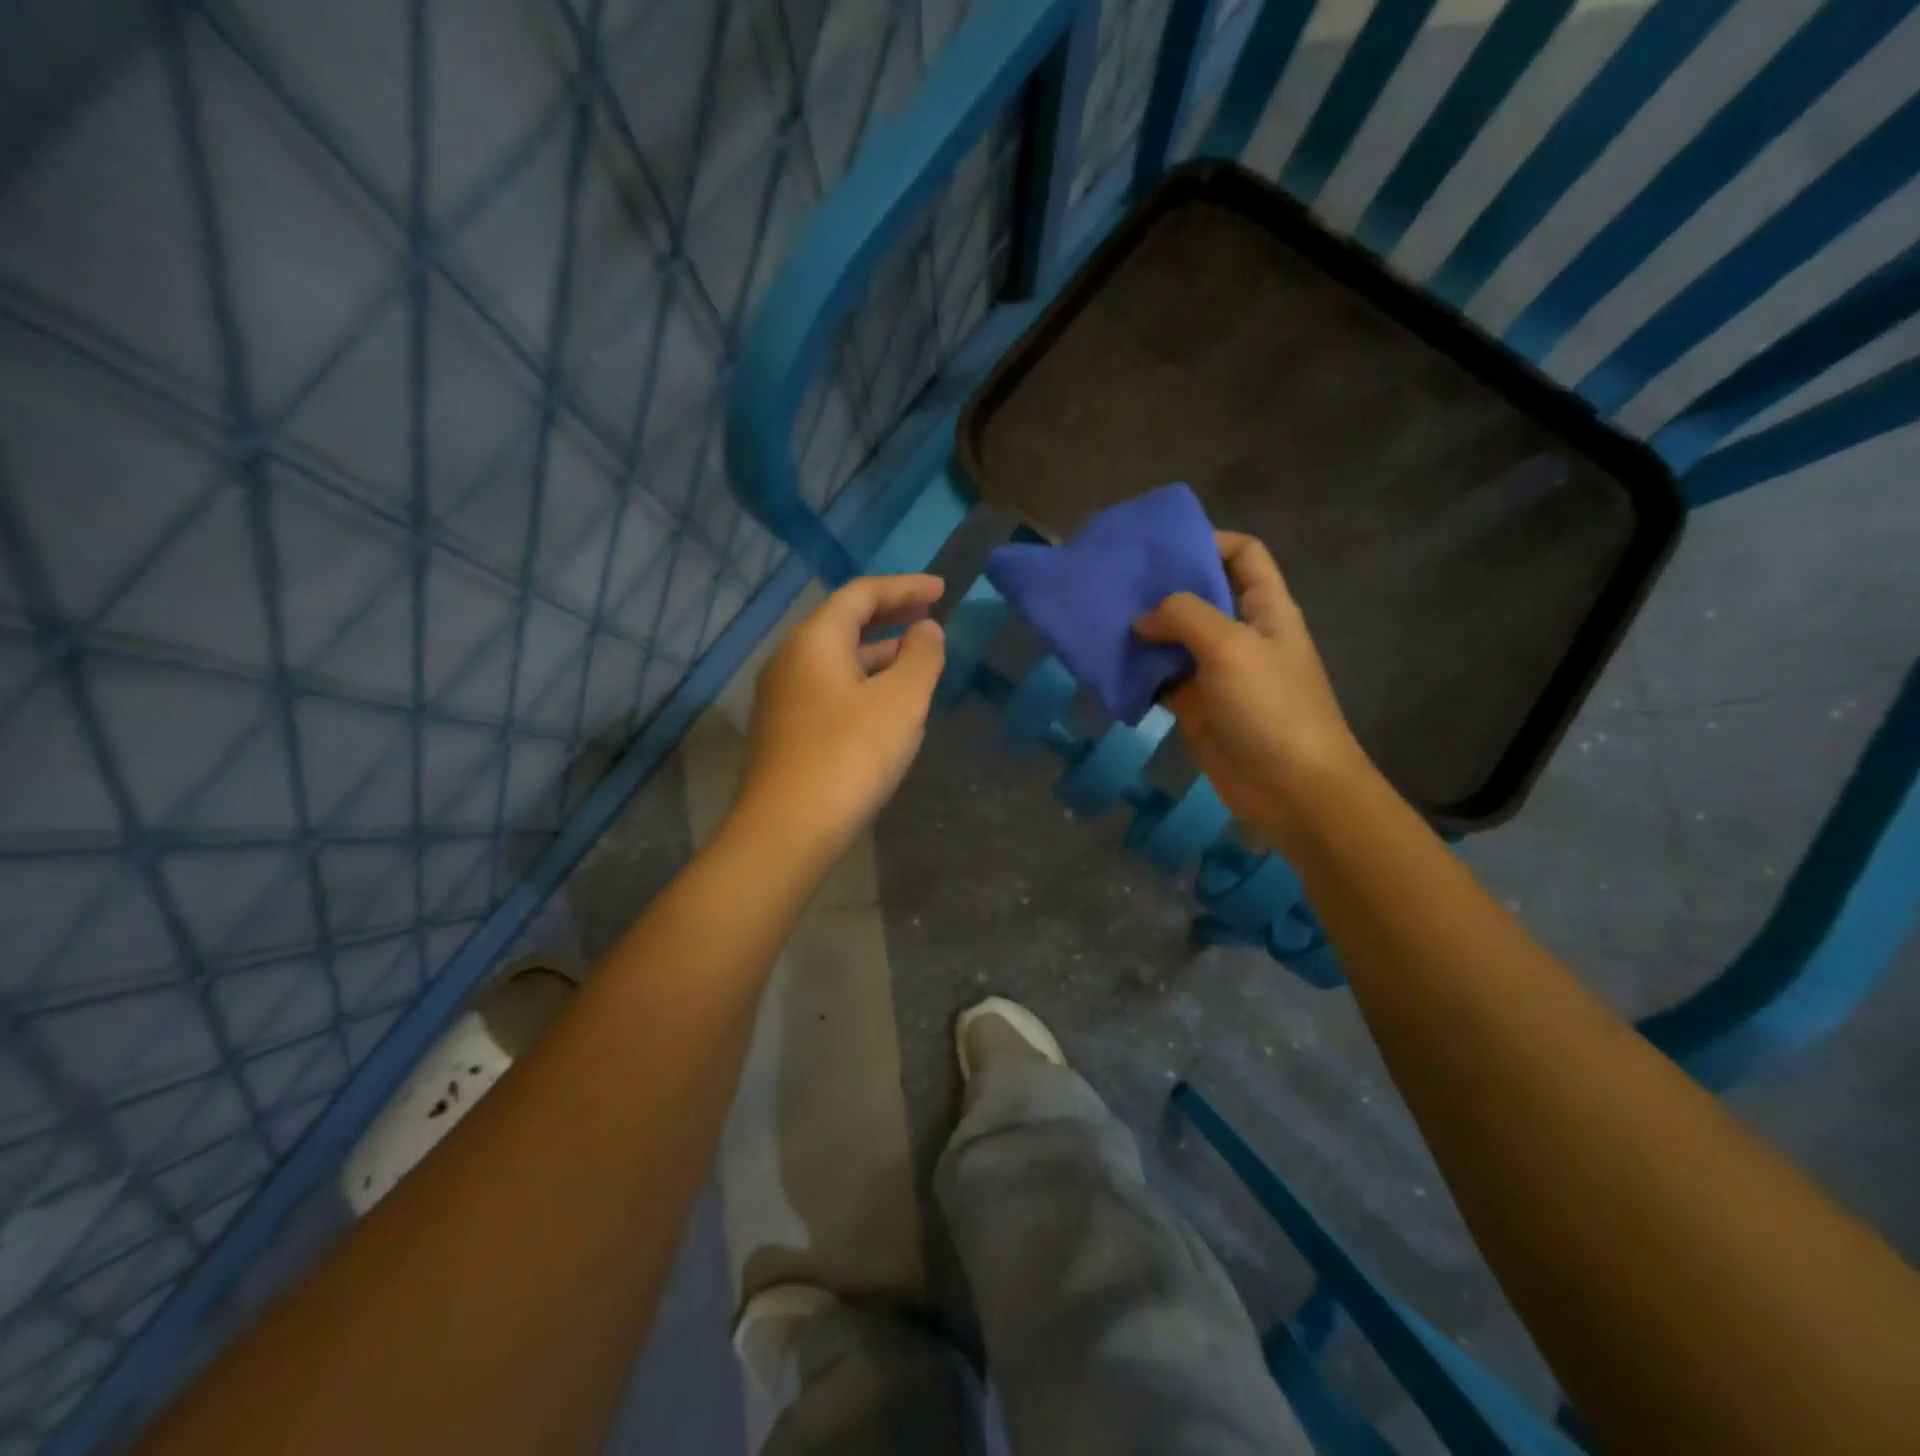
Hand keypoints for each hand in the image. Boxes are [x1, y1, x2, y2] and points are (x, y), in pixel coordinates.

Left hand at [736, 574, 946, 855]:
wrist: (786, 831)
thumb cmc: (849, 757)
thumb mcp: (901, 702)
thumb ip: (921, 657)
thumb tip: (927, 629)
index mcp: (814, 641)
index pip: (861, 594)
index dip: (904, 587)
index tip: (942, 589)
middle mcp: (790, 660)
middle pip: (843, 622)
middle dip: (890, 615)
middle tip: (930, 615)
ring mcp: (781, 698)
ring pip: (836, 659)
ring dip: (877, 652)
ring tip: (916, 657)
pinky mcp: (784, 732)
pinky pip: (829, 689)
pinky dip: (862, 681)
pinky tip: (885, 704)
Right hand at [1134, 532, 1368, 838]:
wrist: (1291, 789)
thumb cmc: (1271, 707)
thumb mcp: (1230, 647)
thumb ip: (1184, 617)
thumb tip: (1142, 619)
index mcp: (1265, 607)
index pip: (1243, 553)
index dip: (1208, 541)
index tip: (1161, 547)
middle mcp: (1241, 633)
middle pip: (1200, 594)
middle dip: (1161, 586)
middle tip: (1114, 581)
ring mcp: (1217, 672)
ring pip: (1174, 639)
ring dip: (1142, 631)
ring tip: (1099, 620)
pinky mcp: (1196, 706)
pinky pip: (1161, 679)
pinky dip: (1138, 672)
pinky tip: (1107, 666)